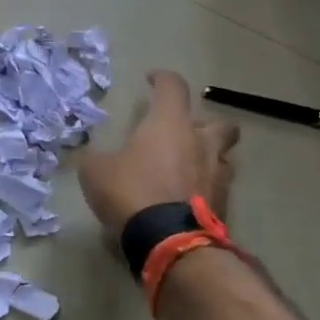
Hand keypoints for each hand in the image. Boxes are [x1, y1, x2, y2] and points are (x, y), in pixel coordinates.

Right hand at [77, 70, 239, 236]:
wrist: (168, 240)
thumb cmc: (130, 191)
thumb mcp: (95, 171)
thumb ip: (97, 157)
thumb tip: (95, 155)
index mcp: (170, 125)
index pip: (173, 87)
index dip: (162, 79)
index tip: (152, 79)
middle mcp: (201, 143)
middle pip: (220, 123)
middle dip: (204, 125)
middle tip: (182, 136)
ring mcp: (217, 175)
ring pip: (222, 157)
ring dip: (206, 159)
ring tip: (183, 171)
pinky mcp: (224, 205)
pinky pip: (216, 188)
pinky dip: (202, 189)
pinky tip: (183, 199)